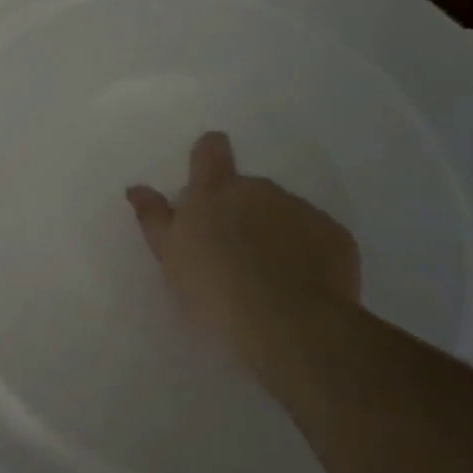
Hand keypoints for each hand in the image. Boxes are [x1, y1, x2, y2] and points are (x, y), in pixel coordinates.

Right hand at [127, 132, 359, 368]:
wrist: (287, 322)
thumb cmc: (212, 288)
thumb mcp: (169, 255)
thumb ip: (154, 217)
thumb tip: (137, 187)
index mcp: (213, 191)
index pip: (211, 151)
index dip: (209, 155)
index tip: (208, 173)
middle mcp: (258, 189)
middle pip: (247, 189)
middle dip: (240, 210)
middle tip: (231, 251)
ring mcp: (301, 209)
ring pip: (282, 212)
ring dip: (272, 231)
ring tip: (264, 273)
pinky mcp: (336, 235)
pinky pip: (314, 236)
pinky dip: (304, 251)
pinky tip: (295, 283)